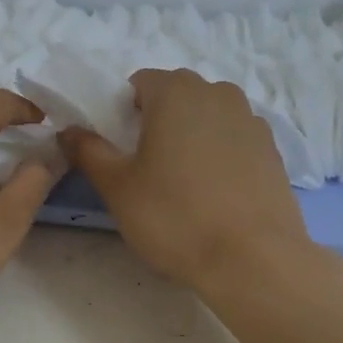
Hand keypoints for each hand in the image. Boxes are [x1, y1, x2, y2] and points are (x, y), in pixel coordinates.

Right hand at [59, 69, 320, 293]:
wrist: (254, 259)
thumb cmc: (175, 216)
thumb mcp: (118, 187)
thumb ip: (89, 151)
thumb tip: (69, 131)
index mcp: (176, 91)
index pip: (139, 83)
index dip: (123, 112)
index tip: (120, 149)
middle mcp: (218, 93)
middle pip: (176, 96)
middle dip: (158, 122)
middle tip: (147, 168)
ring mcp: (252, 120)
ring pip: (208, 118)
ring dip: (191, 137)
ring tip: (184, 183)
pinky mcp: (273, 150)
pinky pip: (234, 141)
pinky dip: (220, 156)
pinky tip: (215, 194)